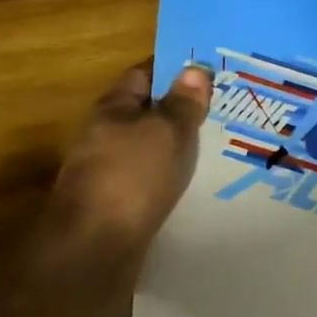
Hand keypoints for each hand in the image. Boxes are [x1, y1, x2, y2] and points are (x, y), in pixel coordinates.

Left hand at [49, 62, 213, 255]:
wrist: (94, 247)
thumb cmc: (132, 176)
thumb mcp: (167, 131)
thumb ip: (183, 102)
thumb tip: (194, 68)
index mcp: (112, 109)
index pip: (142, 75)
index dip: (173, 69)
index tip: (207, 69)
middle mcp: (103, 135)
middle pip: (145, 112)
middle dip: (178, 108)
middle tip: (221, 105)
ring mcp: (106, 170)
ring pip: (148, 145)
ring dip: (175, 143)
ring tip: (216, 141)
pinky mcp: (115, 201)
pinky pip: (149, 175)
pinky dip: (170, 172)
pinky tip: (195, 178)